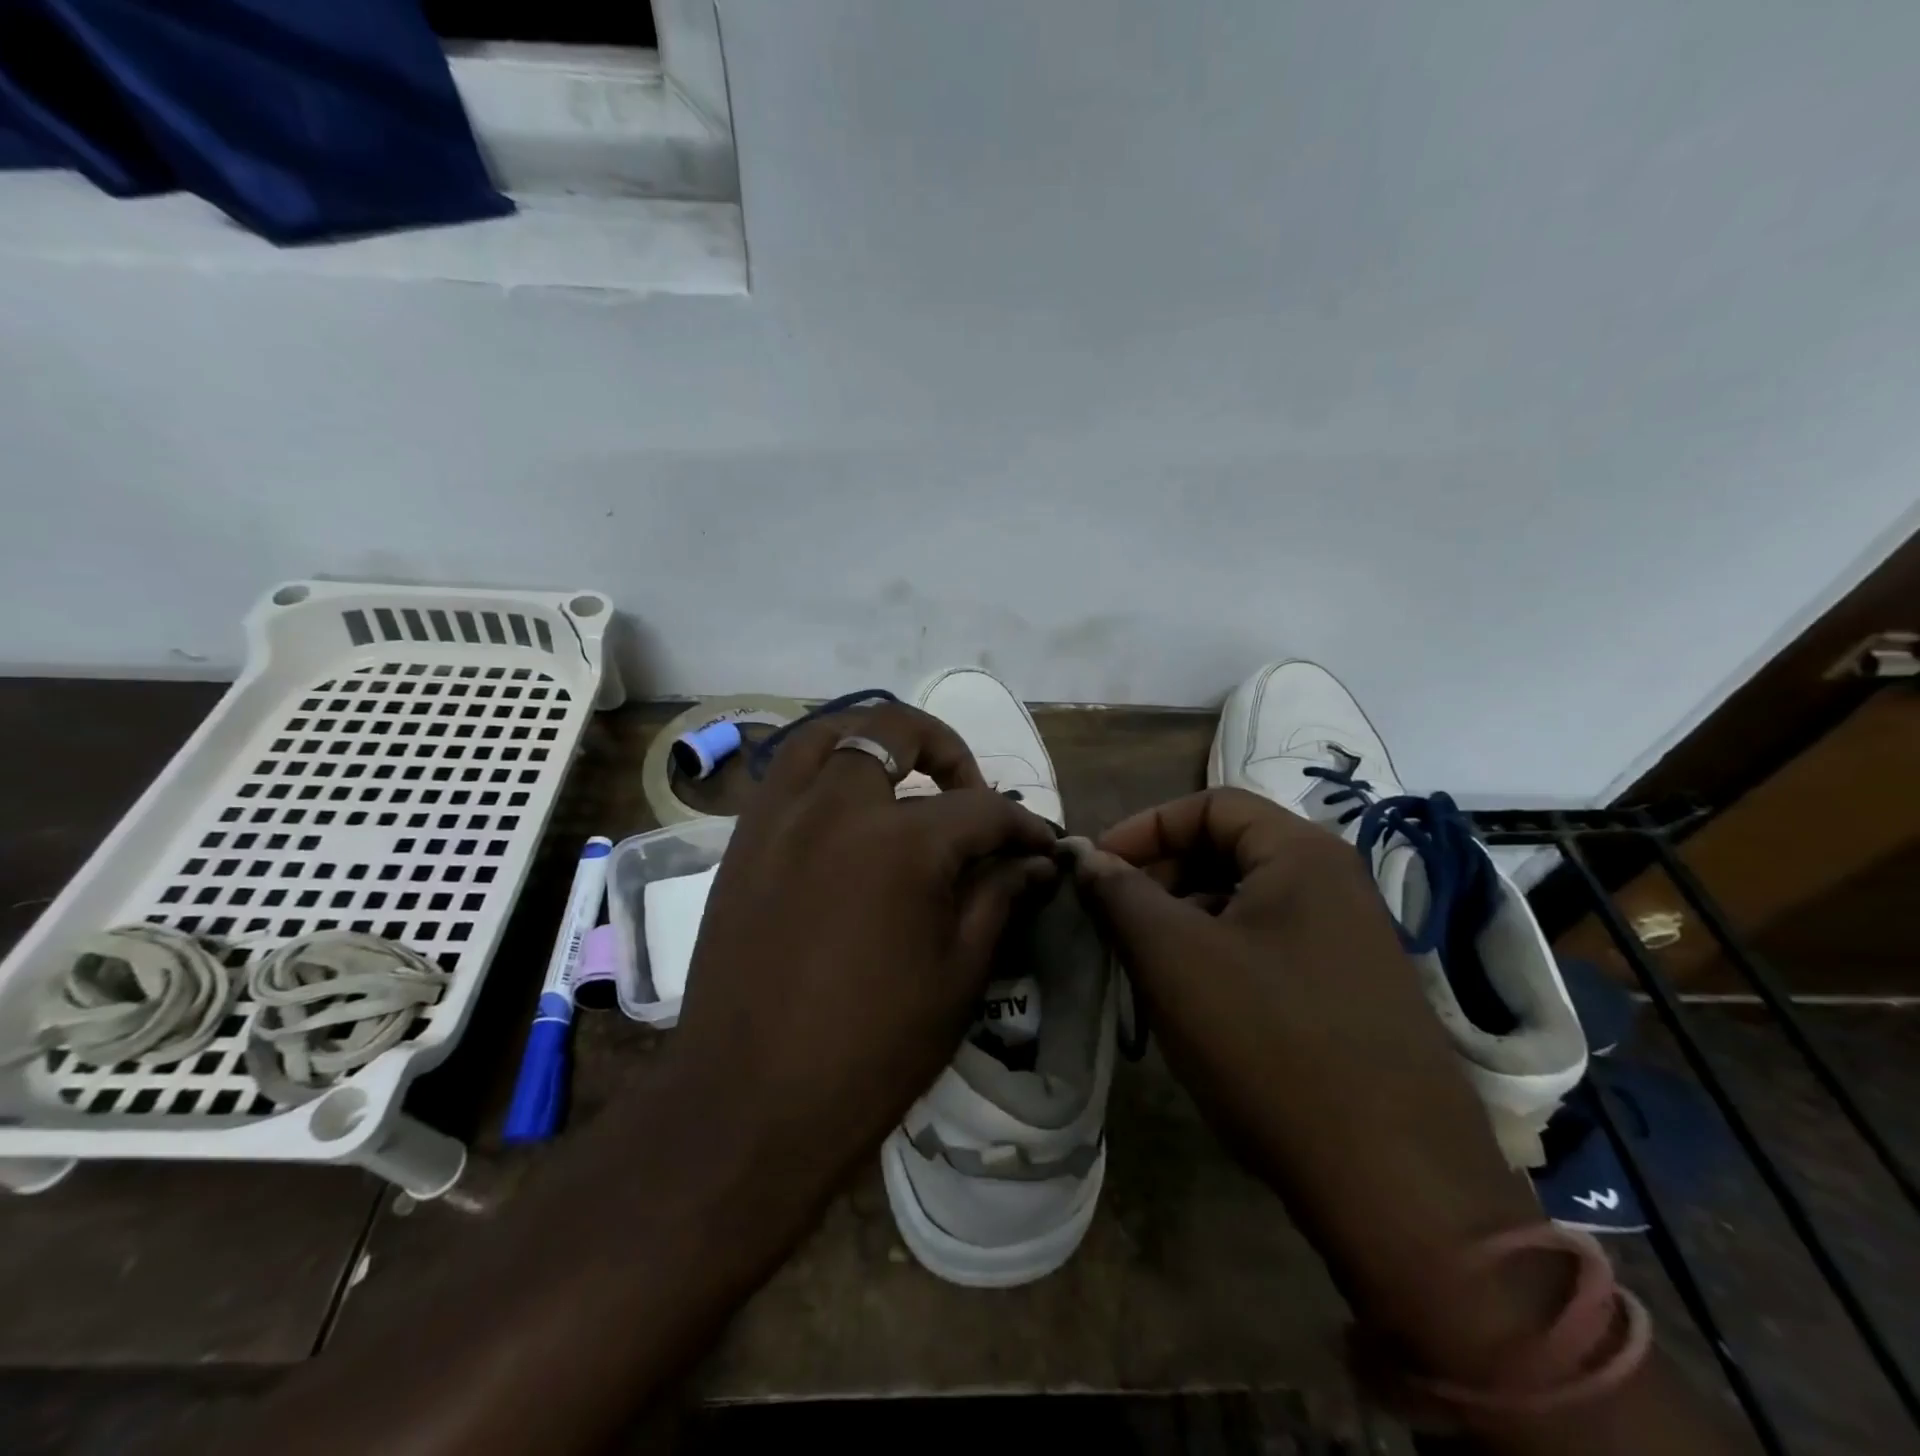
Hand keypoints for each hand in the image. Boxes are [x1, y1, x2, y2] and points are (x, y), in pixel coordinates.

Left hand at [668, 702, 1057, 1211]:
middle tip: (968, 791)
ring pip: (826, 735)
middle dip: (947, 750)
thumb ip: (997, 898)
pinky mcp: (742, 844)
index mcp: (900, 843)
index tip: (1041, 844)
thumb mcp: (957, 974)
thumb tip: (1033, 863)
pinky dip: (824, 773)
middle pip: (894, 731)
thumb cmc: (871, 1050)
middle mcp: (835, 808)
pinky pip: (785, 777)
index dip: (1023, 825)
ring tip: (901, 780)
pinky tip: (845, 817)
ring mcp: (778, 819)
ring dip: (873, 743)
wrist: (751, 1104)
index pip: (981, 809)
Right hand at [1067, 789, 1554, 1374]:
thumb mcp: (1174, 957)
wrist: (1396, 1186)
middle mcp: (1336, 884)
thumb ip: (1120, 893)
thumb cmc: (1269, 1043)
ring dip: (1184, 920)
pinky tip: (1193, 1003)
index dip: (1144, 827)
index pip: (1210, 804)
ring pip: (1245, 903)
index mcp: (1302, 855)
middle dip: (1161, 875)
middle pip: (1229, 850)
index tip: (1096, 868)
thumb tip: (1083, 855)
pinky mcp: (1351, 992)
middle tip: (1115, 919)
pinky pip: (1269, 947)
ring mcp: (1350, 941)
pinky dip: (1219, 956)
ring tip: (1144, 965)